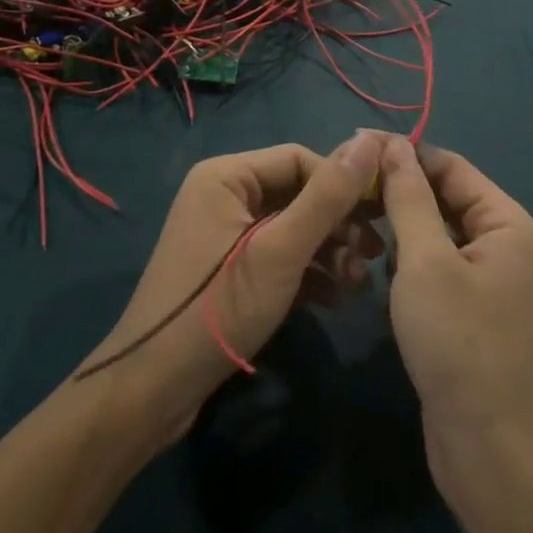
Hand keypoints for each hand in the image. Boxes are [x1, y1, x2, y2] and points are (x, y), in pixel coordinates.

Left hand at [77, 133, 386, 445]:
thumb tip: (371, 141)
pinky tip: (336, 299)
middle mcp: (224, 193)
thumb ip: (327, 197)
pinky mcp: (228, 268)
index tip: (380, 218)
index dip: (342, 184)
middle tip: (375, 255)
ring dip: (328, 252)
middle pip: (297, 193)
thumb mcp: (281, 251)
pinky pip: (277, 254)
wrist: (152, 390)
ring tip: (358, 284)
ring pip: (291, 227)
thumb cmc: (218, 308)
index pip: (300, 159)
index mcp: (227, 175)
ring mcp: (224, 232)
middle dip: (338, 224)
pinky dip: (307, 272)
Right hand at [377, 136, 532, 482]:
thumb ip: (407, 196)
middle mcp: (502, 242)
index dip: (403, 153)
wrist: (488, 452)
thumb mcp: (425, 261)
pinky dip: (406, 261)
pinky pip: (433, 264)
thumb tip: (390, 143)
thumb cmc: (459, 344)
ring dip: (398, 228)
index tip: (353, 147)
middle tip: (346, 188)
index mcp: (506, 221)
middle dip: (397, 192)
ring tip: (355, 225)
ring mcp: (486, 277)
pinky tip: (378, 270)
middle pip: (443, 197)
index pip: (450, 165)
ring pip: (434, 231)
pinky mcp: (468, 308)